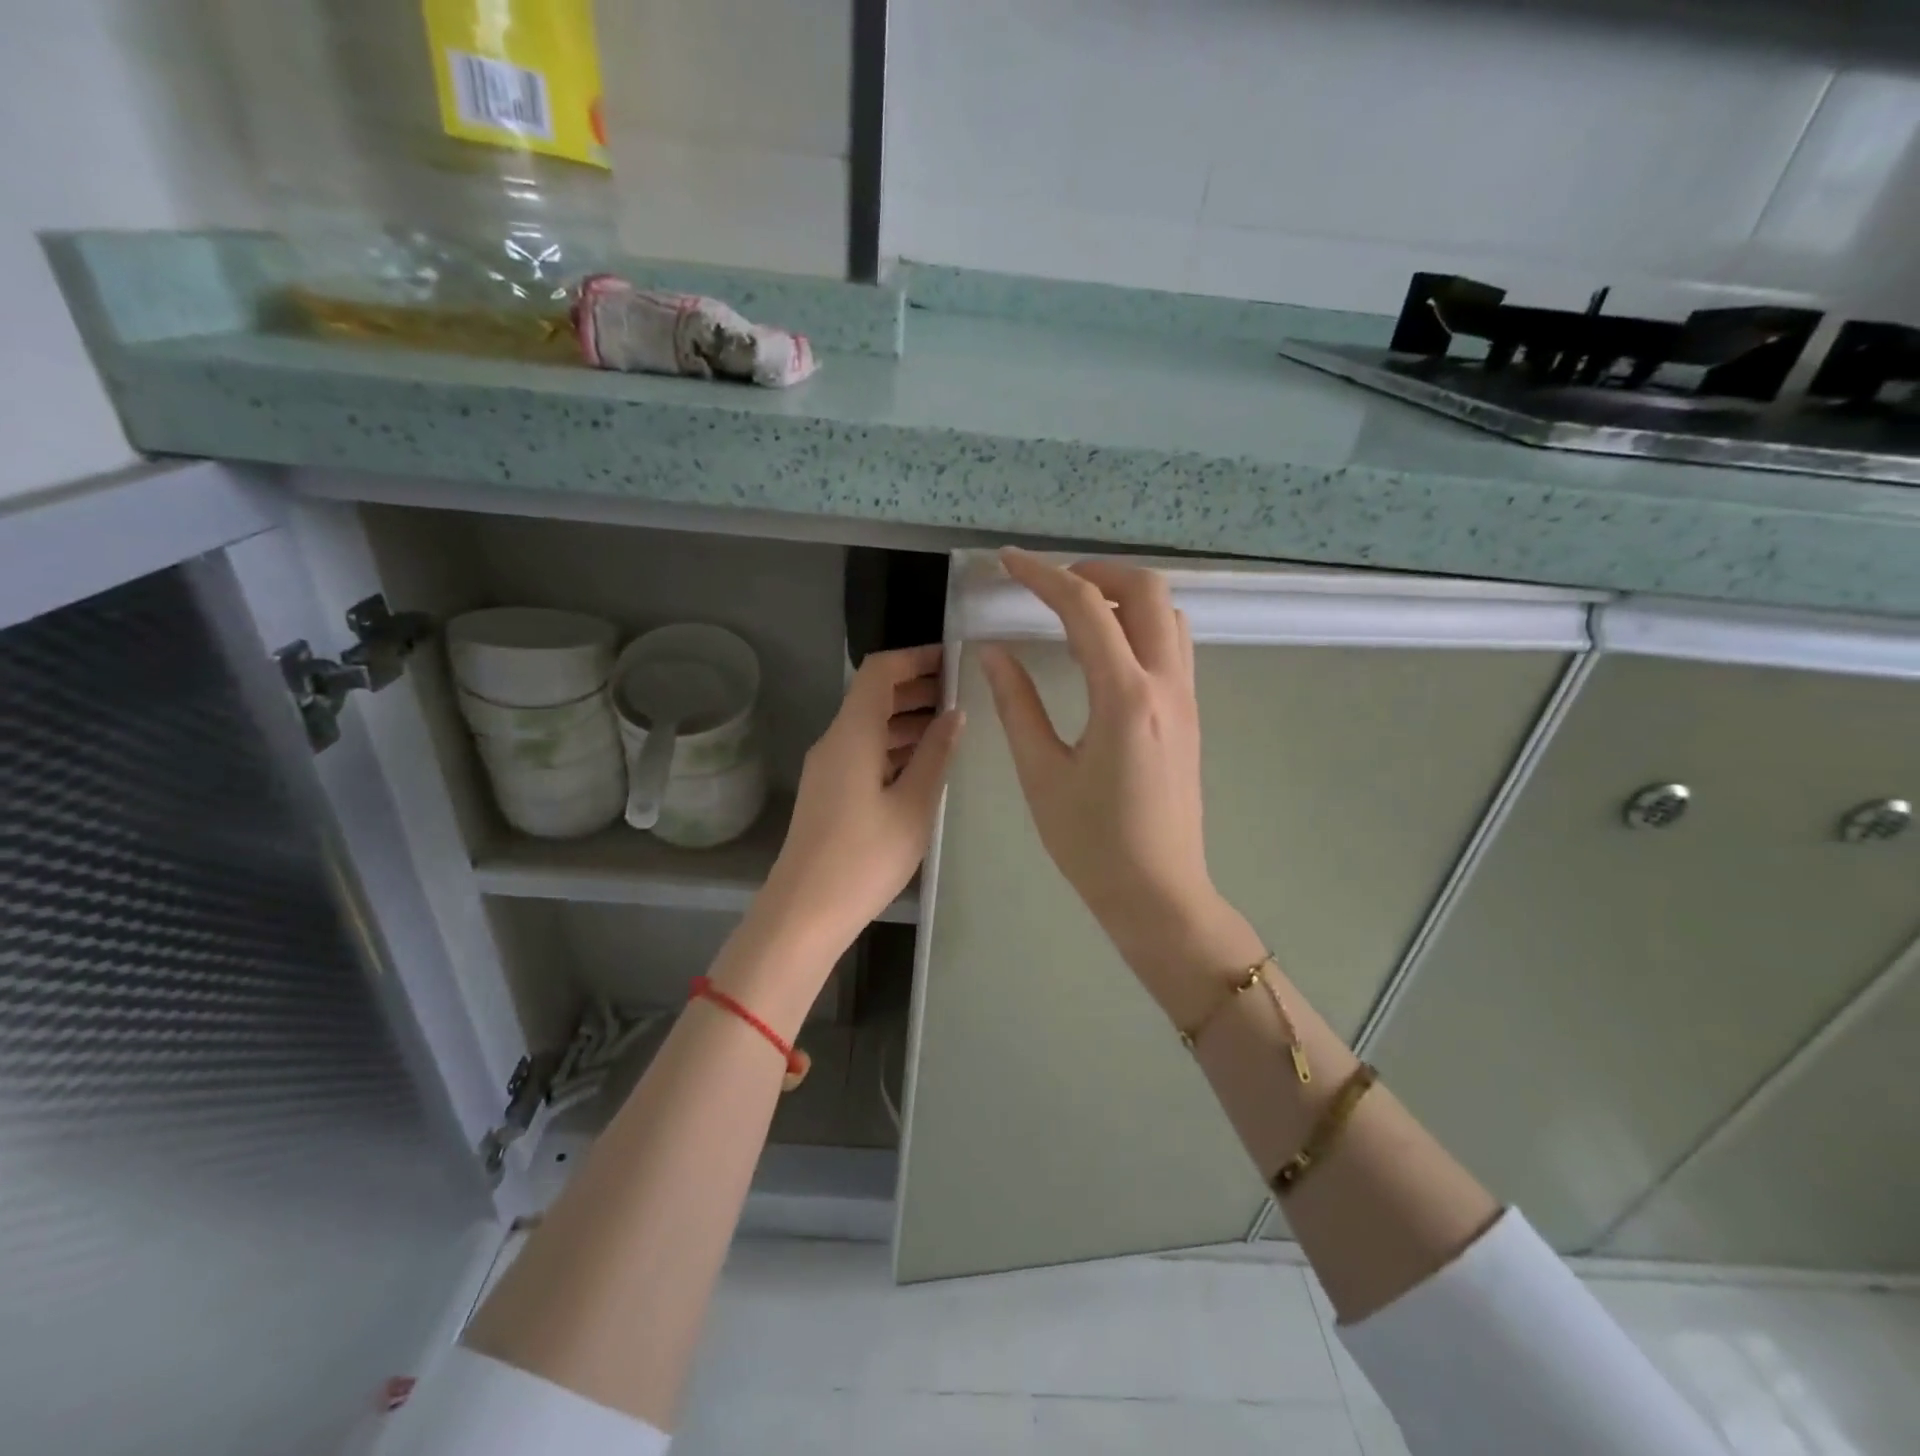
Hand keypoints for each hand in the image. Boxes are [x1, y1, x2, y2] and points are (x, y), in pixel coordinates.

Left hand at [759, 644, 963, 960]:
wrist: (804, 912)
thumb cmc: (864, 858)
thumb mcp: (913, 806)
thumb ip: (936, 755)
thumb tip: (955, 714)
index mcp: (852, 734)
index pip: (880, 671)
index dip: (916, 658)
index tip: (955, 662)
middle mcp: (835, 741)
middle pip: (874, 696)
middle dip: (918, 689)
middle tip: (965, 696)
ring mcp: (828, 768)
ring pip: (870, 726)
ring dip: (908, 720)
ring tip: (954, 730)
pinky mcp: (828, 792)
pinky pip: (863, 752)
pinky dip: (894, 747)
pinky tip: (925, 765)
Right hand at [981, 550, 1254, 1017]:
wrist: (1158, 893)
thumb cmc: (1093, 843)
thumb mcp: (1042, 774)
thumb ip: (1017, 704)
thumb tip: (993, 652)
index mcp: (1125, 697)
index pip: (1085, 609)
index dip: (1042, 576)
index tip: (1007, 562)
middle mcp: (1166, 684)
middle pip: (1147, 590)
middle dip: (1095, 571)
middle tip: (1050, 586)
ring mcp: (1186, 698)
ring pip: (1168, 614)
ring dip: (1124, 596)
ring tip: (1076, 613)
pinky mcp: (1190, 714)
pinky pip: (1173, 644)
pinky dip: (1140, 625)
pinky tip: (1104, 652)